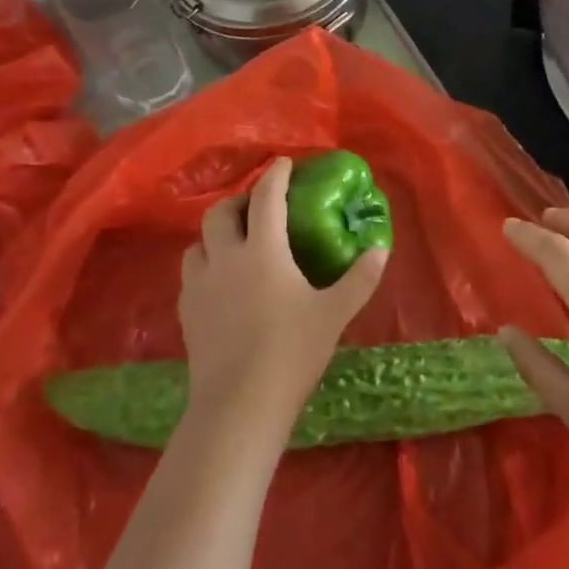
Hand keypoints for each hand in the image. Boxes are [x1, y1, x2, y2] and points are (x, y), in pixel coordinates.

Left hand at [179, 157, 386, 437]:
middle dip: (239, 200)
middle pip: (221, 213)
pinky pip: (191, 275)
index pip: (266, 198)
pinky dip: (205, 266)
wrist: (238, 405)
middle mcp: (226, 258)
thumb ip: (360, 278)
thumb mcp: (334, 313)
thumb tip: (381, 248)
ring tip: (234, 243)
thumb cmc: (291, 352)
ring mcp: (200, 286)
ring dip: (216, 234)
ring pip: (198, 243)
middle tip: (257, 206)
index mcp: (263, 250)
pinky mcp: (187, 313)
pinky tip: (219, 283)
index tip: (284, 163)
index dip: (276, 175)